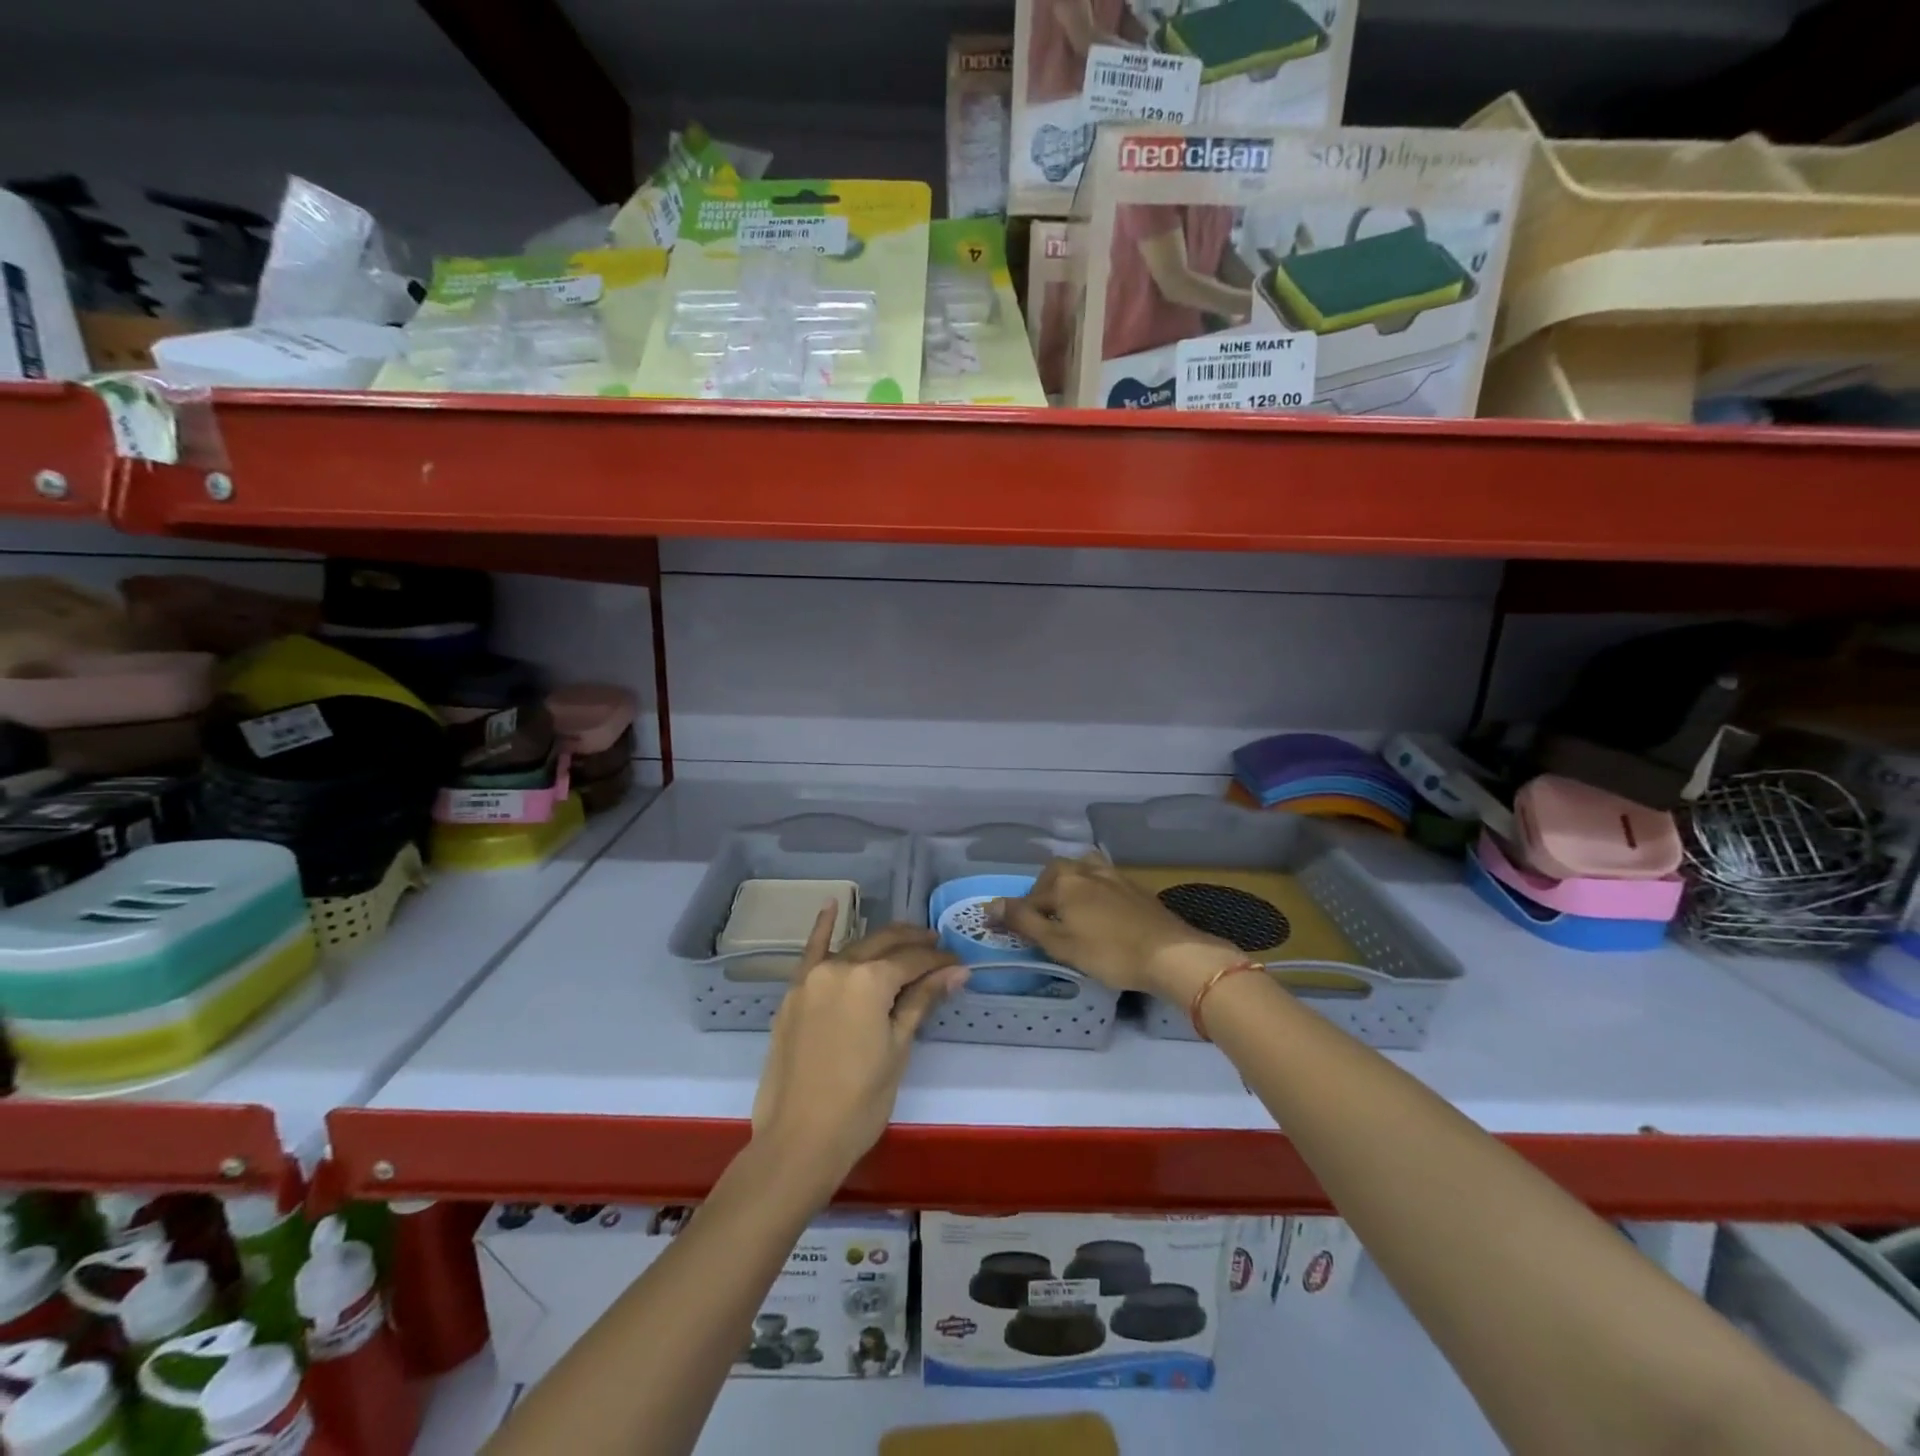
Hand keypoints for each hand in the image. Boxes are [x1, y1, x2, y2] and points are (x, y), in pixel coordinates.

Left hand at [751, 908, 964, 1194]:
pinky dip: (822, 928)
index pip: (914, 960)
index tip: (959, 966)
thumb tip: (957, 971)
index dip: (940, 962)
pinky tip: (831, 904)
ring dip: (882, 941)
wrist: (798, 1140)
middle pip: (885, 944)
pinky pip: (810, 952)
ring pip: (854, 946)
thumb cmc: (859, 1101)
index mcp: (869, 979)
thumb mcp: (898, 1049)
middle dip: (915, 944)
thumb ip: (922, 1001)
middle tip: (939, 948)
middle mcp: (839, 966)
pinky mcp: (793, 993)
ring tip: (907, 940)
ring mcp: (811, 977)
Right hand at [993, 854, 1239, 999]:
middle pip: (1055, 874)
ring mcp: (1114, 876)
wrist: (1171, 954)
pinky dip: (1093, 891)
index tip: (1008, 931)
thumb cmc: (1109, 952)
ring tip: (1070, 909)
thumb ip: (1024, 922)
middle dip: (1044, 893)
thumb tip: (991, 905)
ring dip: (1071, 886)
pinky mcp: (1135, 888)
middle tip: (1043, 919)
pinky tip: (1100, 911)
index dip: (1016, 915)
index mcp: (1064, 881)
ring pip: (1082, 871)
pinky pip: (1104, 881)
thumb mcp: (1059, 943)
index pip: (1029, 897)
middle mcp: (1086, 870)